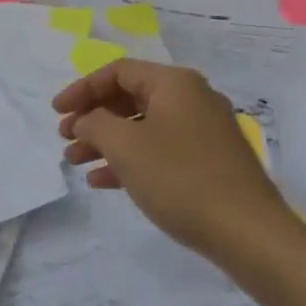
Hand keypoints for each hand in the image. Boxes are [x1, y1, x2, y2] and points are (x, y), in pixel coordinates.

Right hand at [54, 59, 291, 257]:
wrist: (249, 233)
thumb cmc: (181, 179)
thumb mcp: (126, 147)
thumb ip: (95, 124)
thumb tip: (86, 120)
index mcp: (174, 83)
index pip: (118, 72)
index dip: (82, 89)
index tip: (56, 112)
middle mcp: (191, 98)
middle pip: (130, 97)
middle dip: (93, 117)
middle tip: (65, 138)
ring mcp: (204, 130)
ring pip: (143, 126)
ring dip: (106, 141)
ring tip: (75, 162)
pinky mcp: (210, 161)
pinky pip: (160, 149)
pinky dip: (131, 159)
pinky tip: (103, 181)